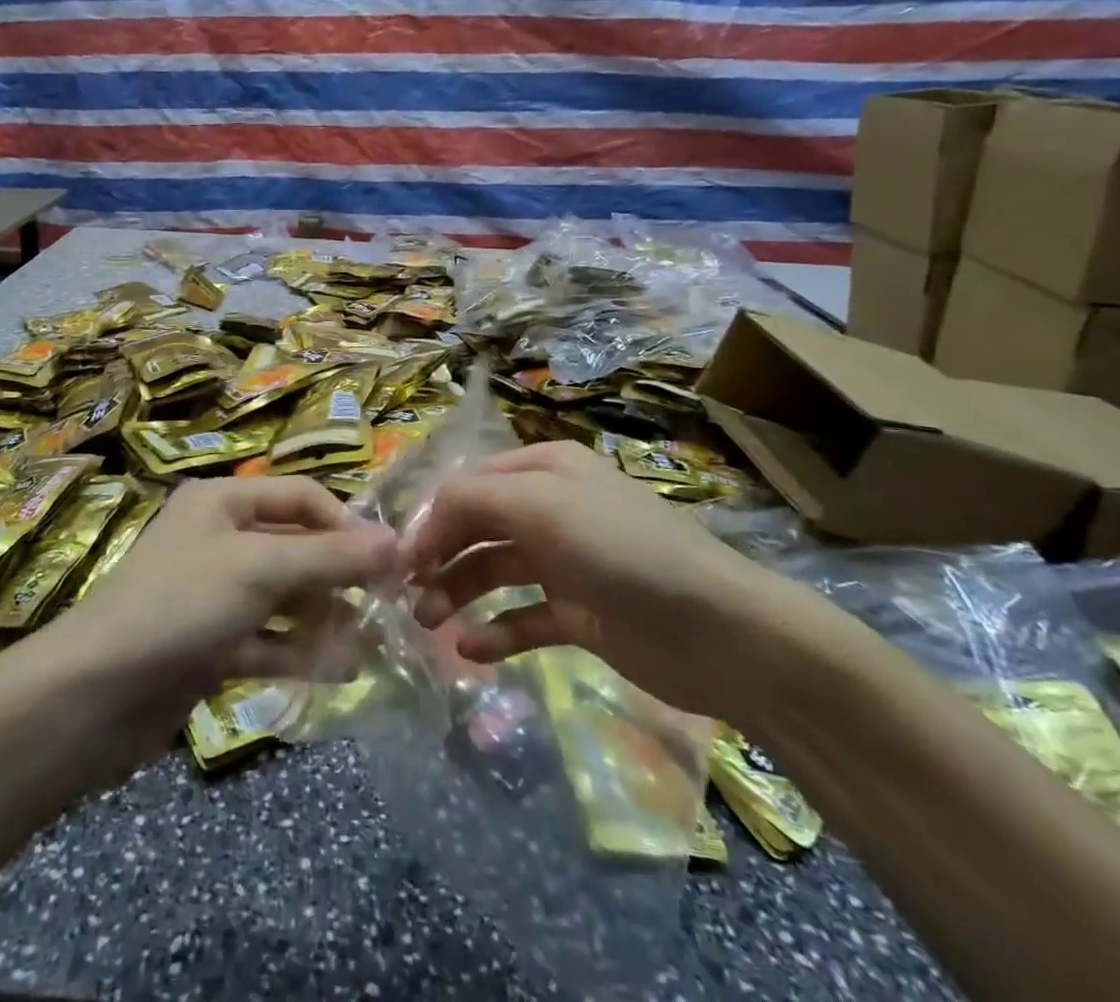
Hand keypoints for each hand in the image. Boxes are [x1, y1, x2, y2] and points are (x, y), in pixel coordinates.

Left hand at [49, 476, 398, 737]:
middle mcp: (219, 540)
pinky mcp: (210, 645)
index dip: (346, 524)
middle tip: (391, 608)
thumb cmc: (180, 605)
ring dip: (327, 619)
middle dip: (341, 577)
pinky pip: (268, 641)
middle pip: (296, 548)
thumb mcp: (260, 569)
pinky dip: (300, 652)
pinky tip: (342, 672)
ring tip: (374, 645)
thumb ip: (330, 557)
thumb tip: (398, 543)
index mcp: (223, 502)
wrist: (93, 696)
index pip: (301, 497)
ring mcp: (214, 595)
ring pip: (285, 599)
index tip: (390, 561)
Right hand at [403, 441, 783, 715]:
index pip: (470, 484)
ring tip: (429, 623)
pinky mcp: (579, 614)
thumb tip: (422, 522)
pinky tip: (471, 650)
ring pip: (494, 572)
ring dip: (457, 593)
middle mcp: (552, 509)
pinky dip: (496, 631)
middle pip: (477, 527)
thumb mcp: (541, 506)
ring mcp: (566, 563)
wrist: (720, 633)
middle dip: (439, 556)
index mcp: (545, 470)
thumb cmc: (622, 551)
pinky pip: (524, 618)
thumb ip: (472, 500)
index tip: (399, 557)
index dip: (431, 517)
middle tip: (406, 595)